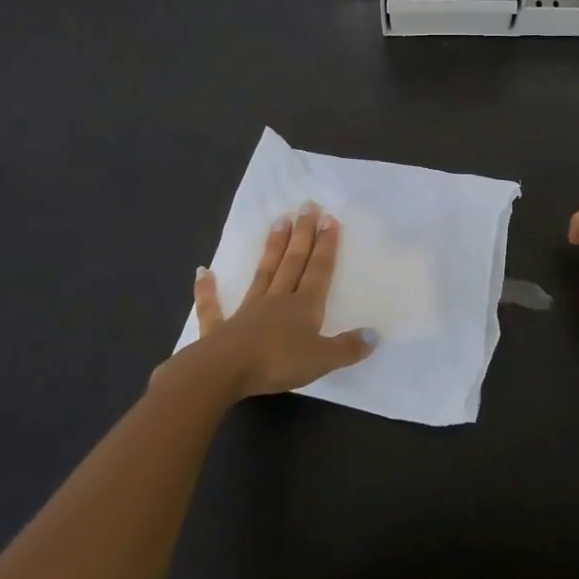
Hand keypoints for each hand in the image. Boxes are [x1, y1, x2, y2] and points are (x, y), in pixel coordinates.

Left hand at [188, 204, 374, 398]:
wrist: (224, 372)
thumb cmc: (277, 363)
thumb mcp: (321, 359)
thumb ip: (348, 347)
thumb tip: (374, 334)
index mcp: (303, 306)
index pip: (319, 270)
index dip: (326, 245)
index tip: (329, 218)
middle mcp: (277, 300)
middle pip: (293, 262)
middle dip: (303, 234)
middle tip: (306, 205)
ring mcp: (247, 311)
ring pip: (264, 273)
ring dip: (272, 248)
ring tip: (278, 221)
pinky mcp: (219, 329)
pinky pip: (213, 307)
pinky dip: (207, 290)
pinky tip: (203, 272)